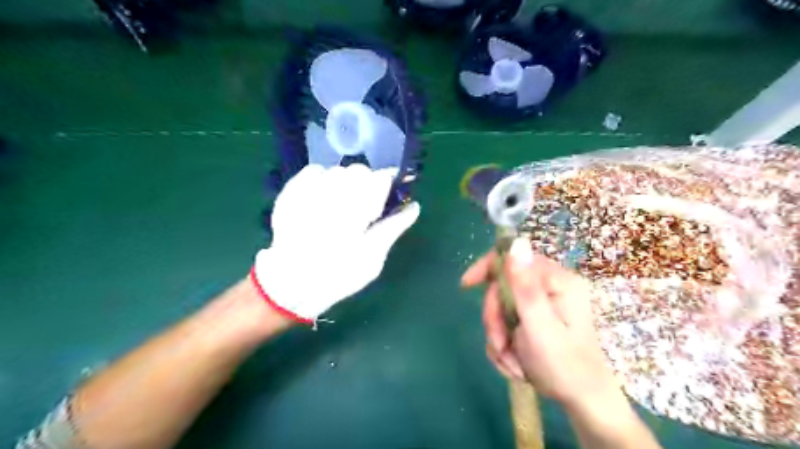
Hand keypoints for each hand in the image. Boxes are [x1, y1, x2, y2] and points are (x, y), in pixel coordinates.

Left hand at [255, 165, 418, 322]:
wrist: (292, 285)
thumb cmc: (339, 275)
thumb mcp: (373, 257)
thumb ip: (393, 227)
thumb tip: (414, 207)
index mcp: (355, 208)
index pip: (380, 178)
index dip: (388, 186)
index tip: (387, 199)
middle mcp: (332, 192)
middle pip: (359, 171)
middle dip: (367, 185)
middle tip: (365, 208)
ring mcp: (307, 191)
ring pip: (337, 170)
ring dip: (346, 183)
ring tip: (342, 206)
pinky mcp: (290, 193)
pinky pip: (312, 172)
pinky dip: (323, 179)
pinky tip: (323, 198)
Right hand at [462, 238, 616, 406]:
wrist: (581, 400)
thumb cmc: (565, 366)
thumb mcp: (539, 327)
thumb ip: (525, 286)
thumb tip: (516, 242)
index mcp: (557, 281)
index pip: (514, 258)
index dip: (487, 268)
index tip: (466, 285)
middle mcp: (551, 286)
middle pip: (503, 286)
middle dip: (495, 318)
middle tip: (500, 345)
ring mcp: (542, 302)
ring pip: (501, 307)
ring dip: (499, 335)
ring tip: (511, 361)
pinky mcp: (535, 318)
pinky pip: (506, 322)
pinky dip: (504, 343)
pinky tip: (515, 361)